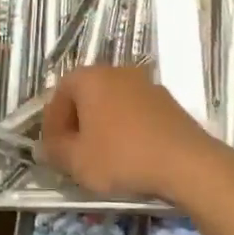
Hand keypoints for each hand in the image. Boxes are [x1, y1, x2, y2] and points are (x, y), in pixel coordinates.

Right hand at [40, 65, 225, 201]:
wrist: (186, 162)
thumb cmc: (122, 157)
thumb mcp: (77, 162)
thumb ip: (55, 151)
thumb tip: (47, 146)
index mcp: (90, 78)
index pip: (59, 93)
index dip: (52, 123)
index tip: (53, 150)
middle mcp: (116, 71)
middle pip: (86, 95)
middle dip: (77, 123)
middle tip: (75, 153)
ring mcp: (145, 83)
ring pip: (112, 103)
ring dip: (103, 126)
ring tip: (103, 157)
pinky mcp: (166, 101)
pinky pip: (135, 112)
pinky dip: (127, 129)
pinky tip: (130, 155)